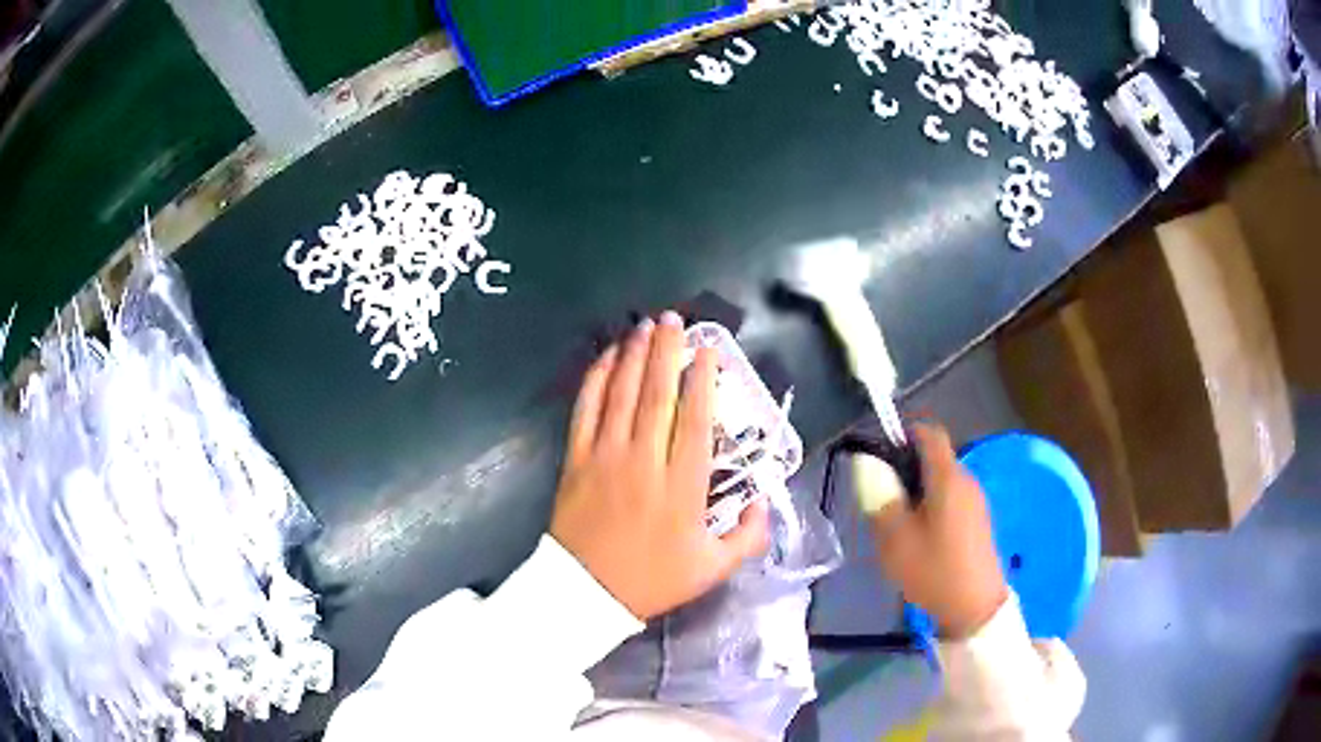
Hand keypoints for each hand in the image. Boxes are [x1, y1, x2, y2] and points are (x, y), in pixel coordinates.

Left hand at [550, 311, 769, 619]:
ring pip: (622, 393)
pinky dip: (596, 379)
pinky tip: (607, 357)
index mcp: (682, 487)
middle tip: (673, 320)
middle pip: (657, 394)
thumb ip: (748, 535)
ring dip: (634, 355)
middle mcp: (644, 461)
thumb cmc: (653, 580)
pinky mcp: (576, 459)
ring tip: (644, 327)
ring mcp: (605, 457)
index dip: (702, 379)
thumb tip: (764, 501)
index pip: (695, 419)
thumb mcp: (713, 568)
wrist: (586, 593)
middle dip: (666, 351)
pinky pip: (585, 409)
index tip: (707, 350)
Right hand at [868, 424, 1007, 637]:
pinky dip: (933, 506)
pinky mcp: (979, 520)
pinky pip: (952, 499)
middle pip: (935, 458)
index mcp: (948, 478)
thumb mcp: (895, 539)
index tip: (879, 454)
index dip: (903, 434)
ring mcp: (977, 501)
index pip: (929, 433)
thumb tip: (868, 466)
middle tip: (882, 498)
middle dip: (906, 469)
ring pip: (942, 481)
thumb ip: (881, 498)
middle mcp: (967, 480)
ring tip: (897, 522)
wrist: (975, 608)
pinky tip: (920, 538)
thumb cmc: (934, 570)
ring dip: (918, 491)